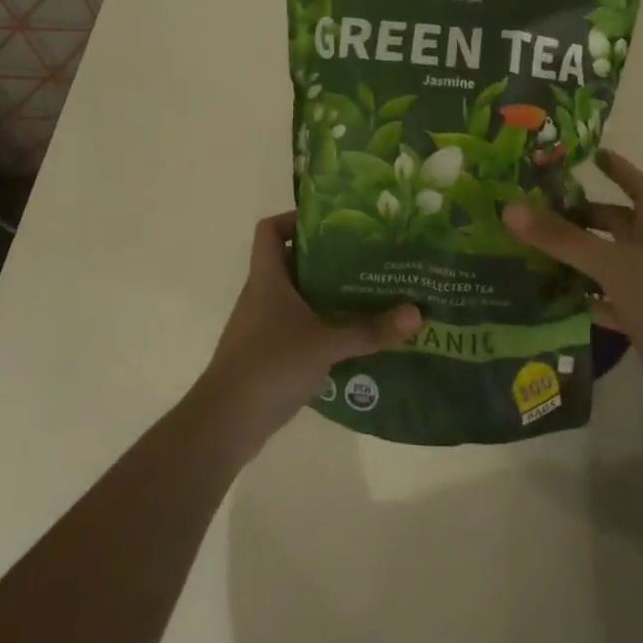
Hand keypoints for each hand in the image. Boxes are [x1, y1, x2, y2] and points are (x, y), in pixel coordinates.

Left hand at [198, 212, 421, 451]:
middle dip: (328, 258)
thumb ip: (369, 330)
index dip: (294, 218)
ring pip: (298, 296)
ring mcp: (263, 326)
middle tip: (366, 257)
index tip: (332, 222)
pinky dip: (322, 326)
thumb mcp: (325, 344)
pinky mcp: (268, 354)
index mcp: (267, 279)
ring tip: (368, 293)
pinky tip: (352, 336)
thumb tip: (417, 313)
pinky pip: (298, 327)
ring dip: (327, 294)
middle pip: (292, 262)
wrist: (225, 424)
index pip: (269, 230)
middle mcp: (262, 295)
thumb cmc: (270, 366)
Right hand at [504, 150, 642, 427]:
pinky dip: (579, 301)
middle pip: (618, 228)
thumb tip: (510, 207)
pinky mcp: (639, 327)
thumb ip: (562, 239)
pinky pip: (602, 306)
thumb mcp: (611, 264)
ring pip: (607, 267)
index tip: (593, 155)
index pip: (641, 191)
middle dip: (585, 216)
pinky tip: (549, 299)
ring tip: (532, 249)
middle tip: (542, 209)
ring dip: (577, 259)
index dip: (620, 171)